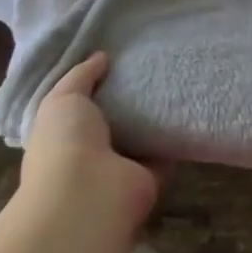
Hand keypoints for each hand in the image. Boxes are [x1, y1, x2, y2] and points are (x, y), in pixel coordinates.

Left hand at [21, 54, 159, 230]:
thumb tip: (101, 56)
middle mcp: (90, 155)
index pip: (79, 108)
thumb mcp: (63, 99)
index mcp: (63, 137)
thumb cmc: (65, 144)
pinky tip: (188, 104)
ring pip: (140, 136)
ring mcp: (120, 168)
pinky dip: (175, 134)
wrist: (88, 196)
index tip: (117, 59)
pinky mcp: (149, 176)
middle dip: (129, 97)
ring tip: (175, 78)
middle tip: (152, 64)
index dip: (96, 85)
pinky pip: (165, 150)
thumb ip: (81, 76)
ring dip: (153, 116)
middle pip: (113, 121)